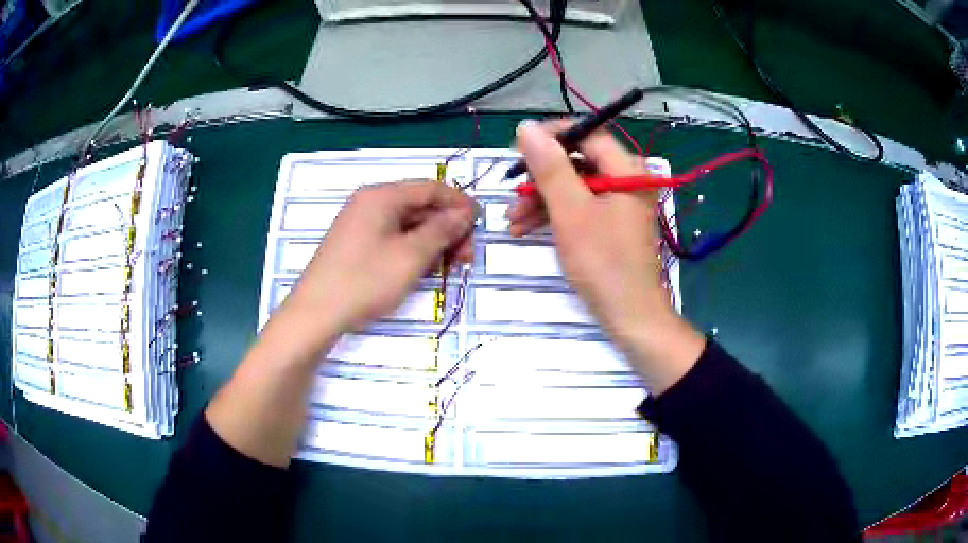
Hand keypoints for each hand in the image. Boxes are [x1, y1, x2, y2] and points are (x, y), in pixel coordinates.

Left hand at [285, 180, 474, 335]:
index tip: (480, 224)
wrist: (316, 314)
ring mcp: (361, 224)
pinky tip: (424, 270)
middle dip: (447, 228)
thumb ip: (441, 230)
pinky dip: (413, 250)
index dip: (459, 203)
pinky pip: (393, 238)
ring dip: (432, 242)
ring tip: (449, 267)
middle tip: (466, 257)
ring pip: (407, 225)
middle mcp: (370, 203)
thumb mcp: (410, 256)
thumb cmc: (365, 281)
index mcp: (381, 196)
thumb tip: (464, 213)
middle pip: (419, 206)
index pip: (430, 188)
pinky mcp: (356, 244)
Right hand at [508, 120, 704, 391]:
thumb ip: (549, 167)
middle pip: (577, 162)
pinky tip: (525, 229)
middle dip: (540, 178)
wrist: (630, 316)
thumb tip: (527, 127)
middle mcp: (625, 180)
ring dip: (540, 201)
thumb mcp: (571, 211)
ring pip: (573, 187)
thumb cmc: (604, 263)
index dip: (551, 137)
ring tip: (511, 221)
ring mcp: (619, 203)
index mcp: (625, 169)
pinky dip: (554, 216)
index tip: (518, 150)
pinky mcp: (611, 224)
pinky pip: (579, 207)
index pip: (586, 134)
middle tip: (512, 194)